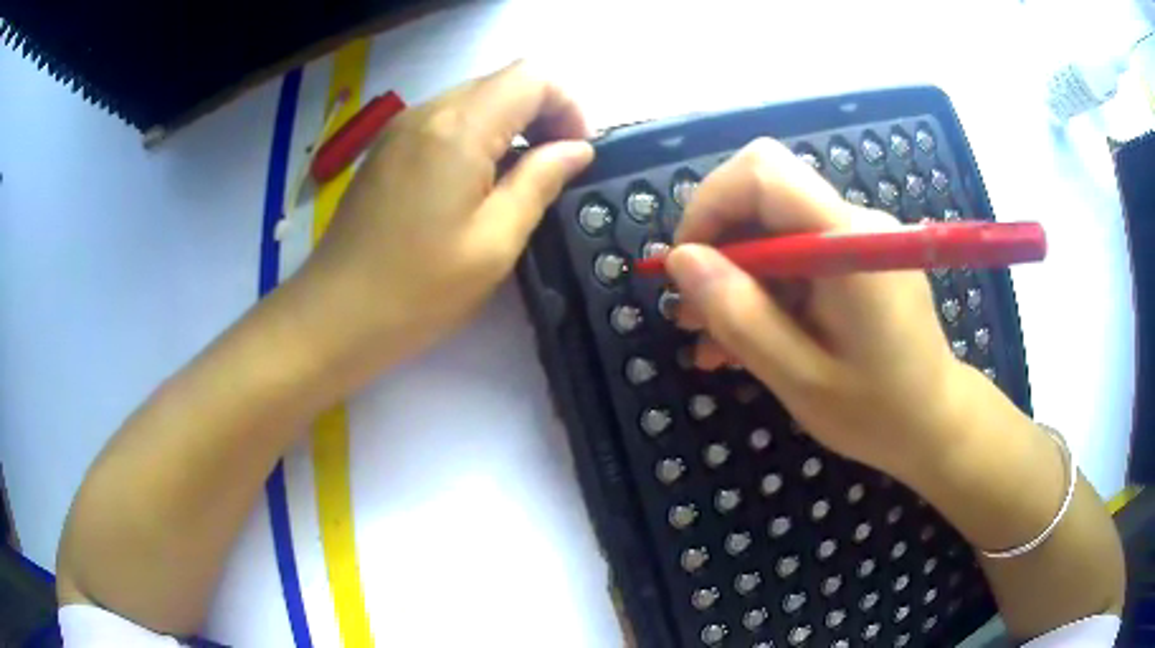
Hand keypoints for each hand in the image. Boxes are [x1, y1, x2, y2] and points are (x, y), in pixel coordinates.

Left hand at [288, 61, 592, 380]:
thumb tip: (576, 149)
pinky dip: (476, 137)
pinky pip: (445, 121)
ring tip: (518, 180)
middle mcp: (427, 112)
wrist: (335, 315)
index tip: (576, 153)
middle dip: (542, 114)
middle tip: (554, 169)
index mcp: (459, 128)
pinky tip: (475, 184)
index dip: (567, 105)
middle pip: (502, 82)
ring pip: (474, 99)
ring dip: (509, 126)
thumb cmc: (418, 288)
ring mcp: (401, 128)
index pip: (532, 77)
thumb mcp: (495, 241)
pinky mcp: (387, 148)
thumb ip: (540, 182)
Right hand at [666, 138, 974, 474]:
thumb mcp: (800, 377)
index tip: (687, 267)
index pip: (763, 171)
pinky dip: (766, 291)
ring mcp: (858, 237)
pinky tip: (749, 339)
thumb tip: (681, 260)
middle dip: (718, 249)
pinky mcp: (858, 257)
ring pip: (774, 230)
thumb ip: (741, 316)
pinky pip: (797, 255)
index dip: (710, 204)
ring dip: (737, 279)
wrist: (935, 424)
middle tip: (692, 316)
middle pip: (763, 197)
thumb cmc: (878, 412)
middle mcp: (854, 222)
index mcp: (848, 242)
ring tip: (712, 343)